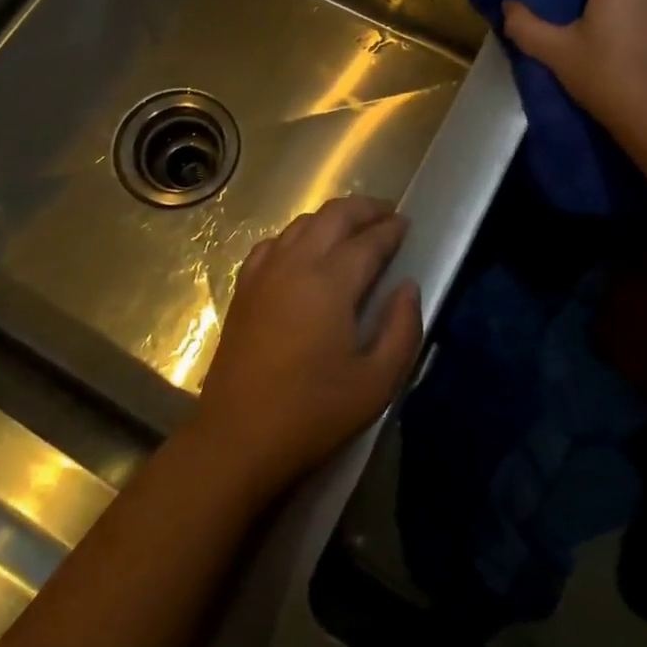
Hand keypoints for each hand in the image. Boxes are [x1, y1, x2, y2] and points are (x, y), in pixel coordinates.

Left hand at [191, 197, 422, 498]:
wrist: (238, 437)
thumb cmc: (313, 413)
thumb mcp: (376, 383)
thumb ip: (402, 330)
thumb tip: (408, 287)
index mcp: (330, 282)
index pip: (368, 241)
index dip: (391, 229)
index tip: (407, 224)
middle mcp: (295, 264)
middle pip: (333, 216)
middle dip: (364, 208)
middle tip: (387, 214)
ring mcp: (264, 272)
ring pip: (301, 223)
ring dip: (332, 218)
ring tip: (353, 229)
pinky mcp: (244, 288)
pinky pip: (274, 243)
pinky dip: (297, 235)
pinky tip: (305, 251)